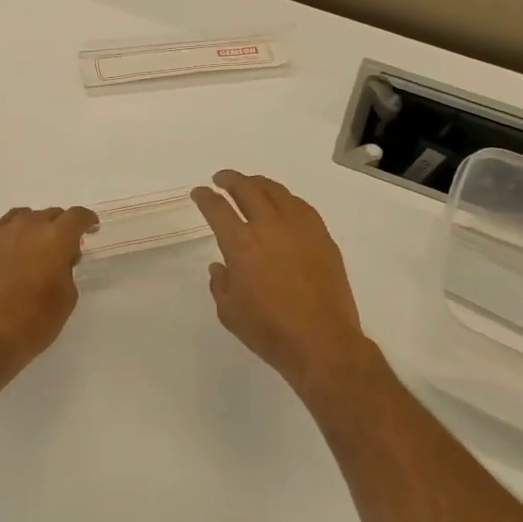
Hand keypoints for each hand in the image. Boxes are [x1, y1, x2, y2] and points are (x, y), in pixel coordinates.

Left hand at [0, 206, 98, 369]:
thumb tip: (61, 257)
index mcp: (56, 238)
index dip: (87, 220)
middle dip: (63, 226)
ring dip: (38, 227)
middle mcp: (30, 226)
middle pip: (52, 214)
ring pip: (28, 216)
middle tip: (66, 248)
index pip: (77, 216)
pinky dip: (16, 231)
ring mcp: (4, 233)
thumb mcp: (67, 297)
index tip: (91, 229)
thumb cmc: (35, 321)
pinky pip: (6, 226)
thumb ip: (67, 269)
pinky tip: (17, 247)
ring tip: (39, 247)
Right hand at [191, 171, 370, 394]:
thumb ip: (220, 284)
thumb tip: (220, 266)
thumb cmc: (269, 330)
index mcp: (241, 244)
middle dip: (230, 180)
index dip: (205, 197)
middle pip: (247, 189)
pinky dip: (285, 198)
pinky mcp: (322, 236)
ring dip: (258, 184)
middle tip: (222, 179)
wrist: (322, 342)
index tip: (199, 192)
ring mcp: (299, 228)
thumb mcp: (229, 312)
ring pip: (276, 191)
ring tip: (251, 185)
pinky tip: (283, 204)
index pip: (217, 208)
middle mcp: (269, 226)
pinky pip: (300, 206)